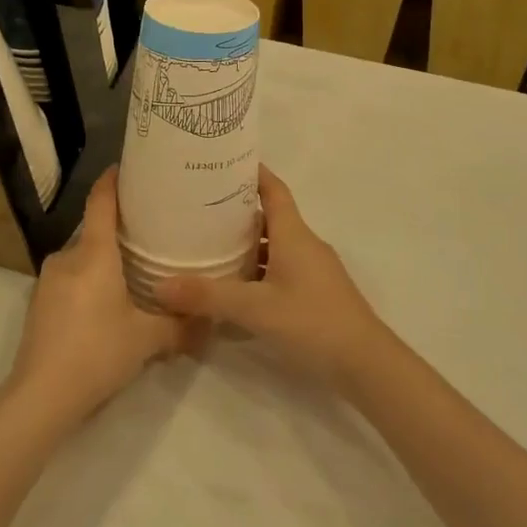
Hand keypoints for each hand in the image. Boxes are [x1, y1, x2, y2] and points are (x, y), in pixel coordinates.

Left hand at [6, 167, 190, 426]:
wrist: (40, 397)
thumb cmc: (97, 353)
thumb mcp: (147, 340)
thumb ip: (180, 326)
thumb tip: (211, 322)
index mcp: (93, 254)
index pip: (101, 202)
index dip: (113, 180)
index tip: (128, 167)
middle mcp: (67, 257)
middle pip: (94, 230)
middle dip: (119, 230)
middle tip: (150, 234)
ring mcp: (48, 280)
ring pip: (82, 257)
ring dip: (103, 261)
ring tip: (132, 272)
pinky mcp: (38, 303)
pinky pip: (70, 278)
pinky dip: (88, 281)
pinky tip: (105, 305)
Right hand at [152, 166, 384, 387]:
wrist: (366, 364)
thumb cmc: (312, 322)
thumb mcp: (255, 309)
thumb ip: (208, 296)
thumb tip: (160, 286)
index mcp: (293, 234)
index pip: (273, 189)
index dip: (252, 172)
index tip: (223, 162)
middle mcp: (304, 244)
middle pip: (270, 216)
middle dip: (238, 210)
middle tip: (200, 207)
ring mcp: (313, 270)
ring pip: (275, 245)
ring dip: (247, 243)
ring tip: (210, 245)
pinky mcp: (315, 293)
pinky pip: (281, 268)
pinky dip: (258, 269)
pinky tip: (236, 286)